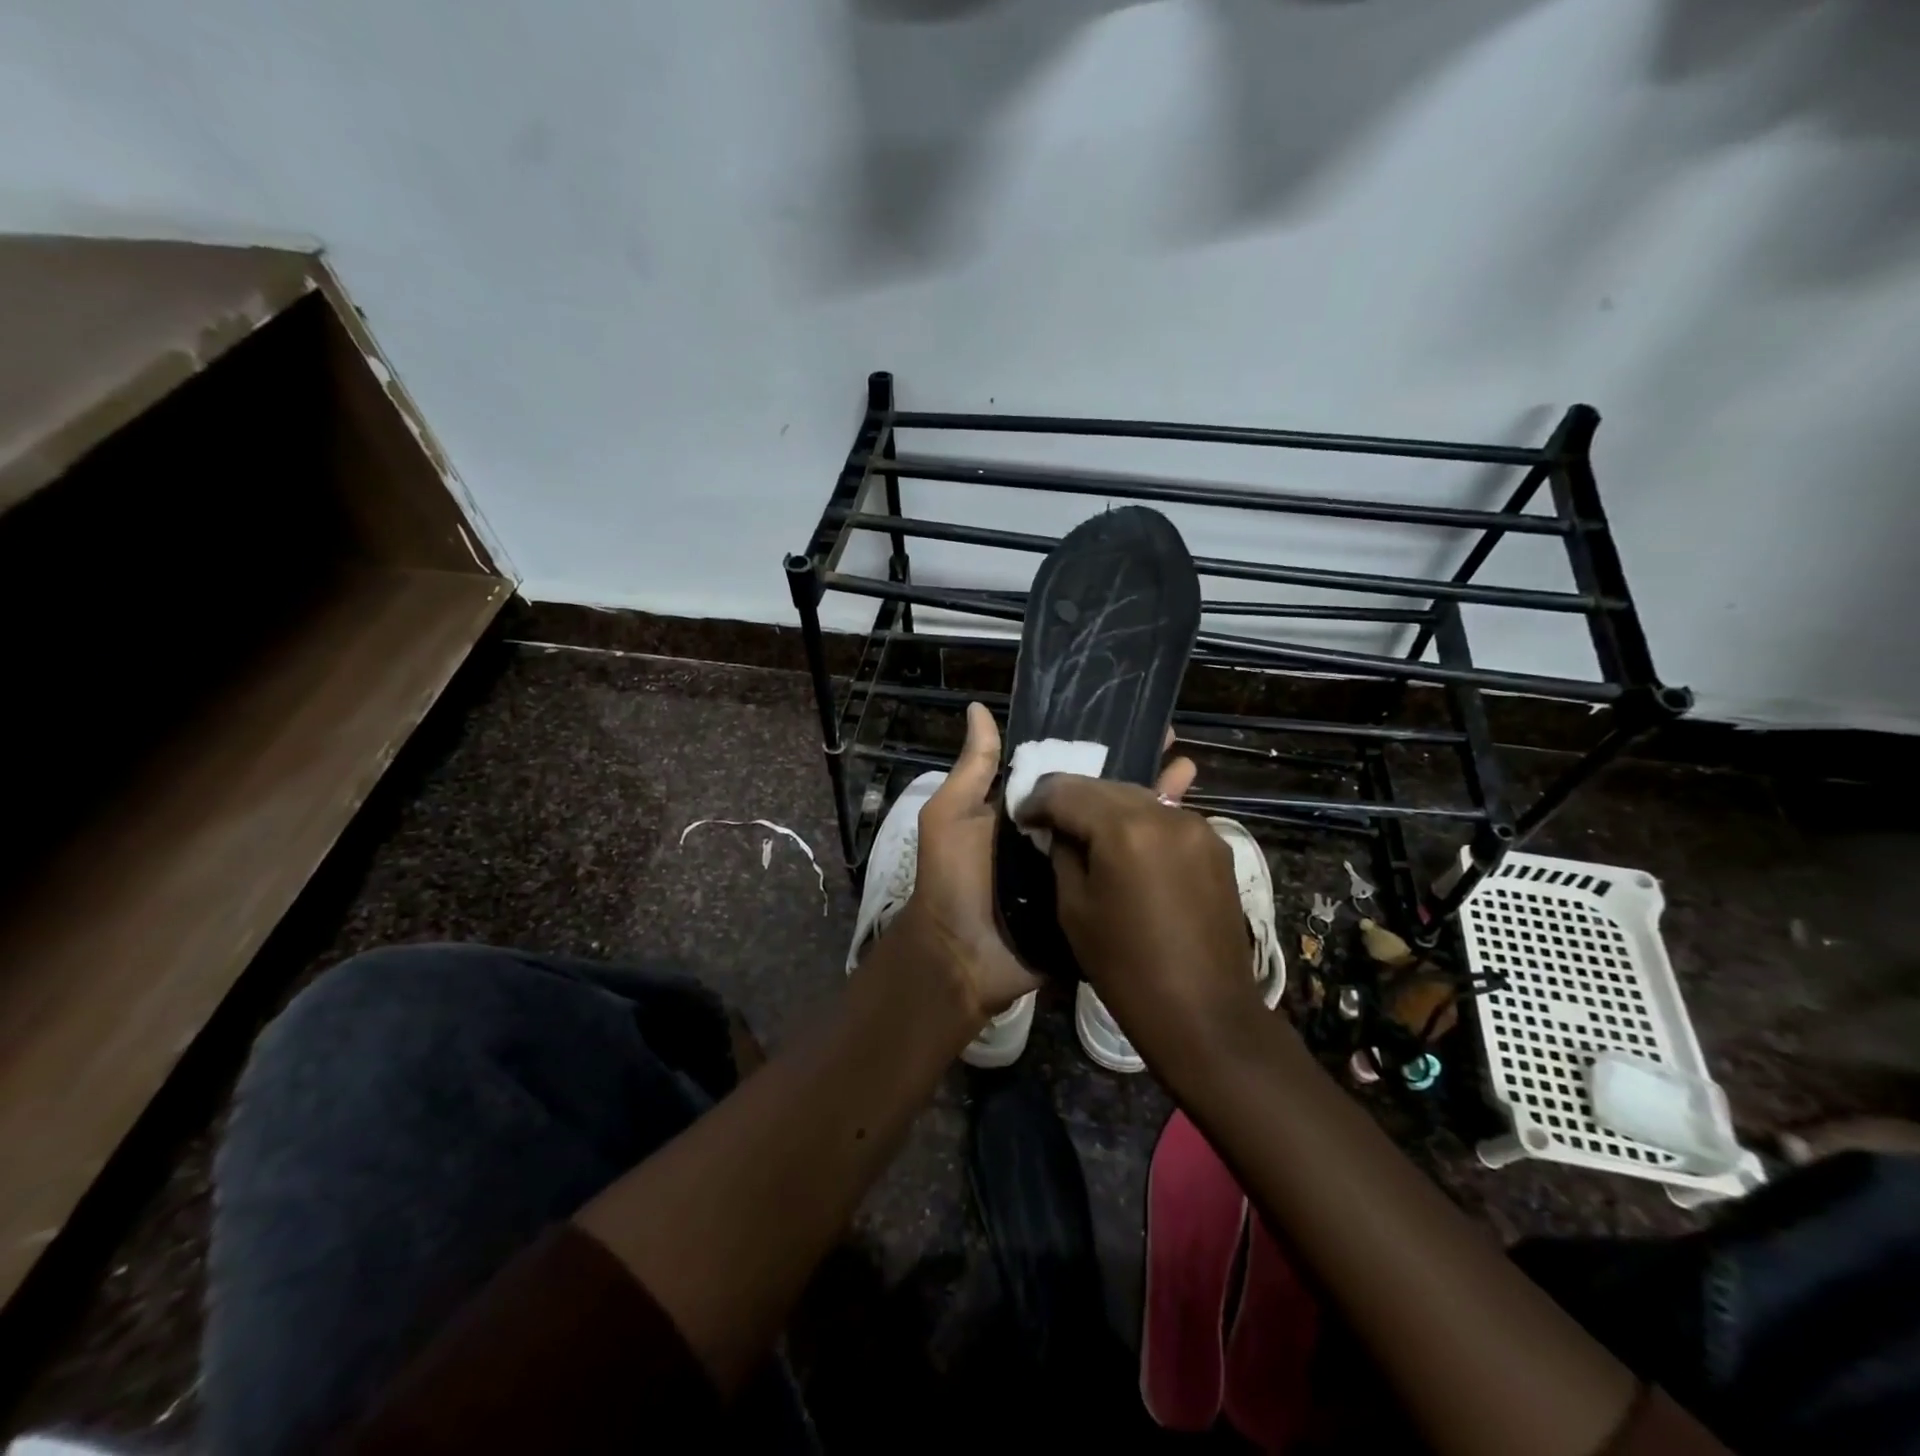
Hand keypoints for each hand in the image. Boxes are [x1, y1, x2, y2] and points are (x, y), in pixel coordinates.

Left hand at [893, 704, 1198, 1027]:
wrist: (962, 960)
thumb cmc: (951, 881)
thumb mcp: (950, 817)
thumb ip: (972, 769)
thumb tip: (978, 707)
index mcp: (1027, 811)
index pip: (1067, 771)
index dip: (1095, 747)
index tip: (1129, 720)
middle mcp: (1056, 835)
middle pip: (1100, 799)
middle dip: (1134, 771)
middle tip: (1173, 743)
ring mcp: (1078, 870)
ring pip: (1118, 833)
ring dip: (1150, 805)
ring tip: (1188, 772)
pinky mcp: (1093, 901)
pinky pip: (1122, 875)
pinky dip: (1150, 857)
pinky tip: (1186, 829)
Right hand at [1015, 776, 1257, 1069]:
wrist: (1204, 1013)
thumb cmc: (1126, 967)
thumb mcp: (1074, 908)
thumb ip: (1064, 854)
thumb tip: (1061, 830)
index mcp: (1124, 828)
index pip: (1067, 791)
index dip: (1039, 800)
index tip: (1022, 816)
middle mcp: (1165, 814)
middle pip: (1106, 786)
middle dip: (1073, 797)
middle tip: (1049, 819)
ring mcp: (1197, 826)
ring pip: (1139, 797)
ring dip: (1108, 807)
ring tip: (1086, 830)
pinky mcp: (1216, 845)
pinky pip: (1166, 818)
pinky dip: (1140, 822)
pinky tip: (1127, 840)